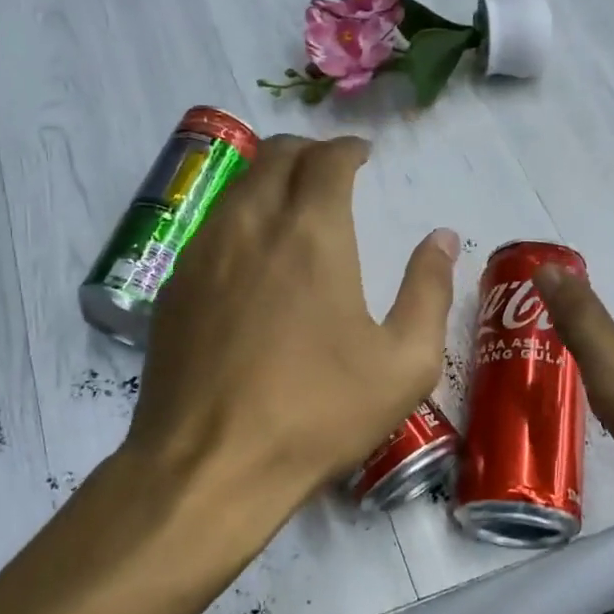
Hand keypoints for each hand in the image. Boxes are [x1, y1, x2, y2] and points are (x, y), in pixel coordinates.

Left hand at [123, 134, 457, 539]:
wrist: (211, 465)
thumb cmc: (318, 413)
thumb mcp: (403, 363)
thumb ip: (428, 291)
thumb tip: (441, 239)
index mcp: (311, 234)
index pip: (326, 159)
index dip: (347, 149)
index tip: (363, 156)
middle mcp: (250, 225)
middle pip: (274, 156)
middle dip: (307, 152)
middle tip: (330, 172)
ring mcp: (202, 254)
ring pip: (235, 187)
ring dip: (268, 180)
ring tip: (291, 206)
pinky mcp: (172, 288)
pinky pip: (209, 226)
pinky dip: (238, 218)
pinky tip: (250, 256)